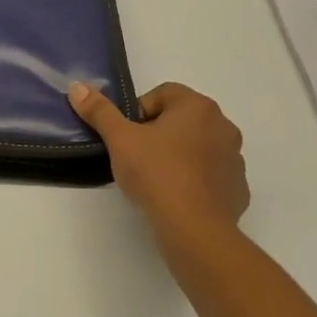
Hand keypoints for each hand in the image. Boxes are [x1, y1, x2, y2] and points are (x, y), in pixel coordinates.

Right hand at [68, 82, 249, 268]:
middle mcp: (223, 126)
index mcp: (198, 107)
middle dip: (159, 133)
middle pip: (182, 119)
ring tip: (156, 179)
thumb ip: (99, 111)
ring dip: (179, 155)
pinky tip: (176, 198)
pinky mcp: (238, 188)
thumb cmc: (156, 174)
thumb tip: (77, 87)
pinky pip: (211, 175)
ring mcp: (235, 158)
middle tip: (137, 156)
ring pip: (198, 147)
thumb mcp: (119, 139)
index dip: (139, 112)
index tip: (127, 136)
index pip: (163, 94)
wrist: (194, 229)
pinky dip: (195, 181)